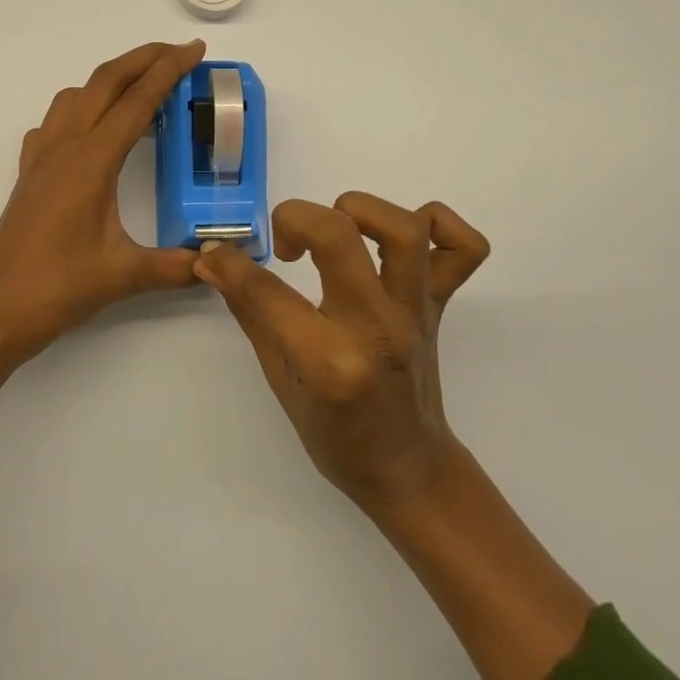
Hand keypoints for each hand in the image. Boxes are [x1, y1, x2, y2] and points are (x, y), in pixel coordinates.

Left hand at [0, 40, 206, 360]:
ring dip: (110, 80)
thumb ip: (176, 266)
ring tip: (141, 88)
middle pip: (105, 82)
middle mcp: (64, 147)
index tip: (195, 50)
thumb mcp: (124, 275)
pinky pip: (54, 123)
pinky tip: (92, 132)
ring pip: (75, 96)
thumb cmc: (57, 288)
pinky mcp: (29, 174)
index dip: (169, 71)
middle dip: (143, 59)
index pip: (137, 102)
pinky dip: (80, 109)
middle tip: (178, 52)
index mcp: (91, 161)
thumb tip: (216, 262)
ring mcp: (41, 158)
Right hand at [195, 193, 490, 513]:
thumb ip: (252, 312)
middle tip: (284, 245)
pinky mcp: (441, 305)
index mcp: (330, 361)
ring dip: (360, 211)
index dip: (229, 264)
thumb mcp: (280, 380)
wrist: (407, 468)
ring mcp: (416, 312)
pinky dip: (438, 223)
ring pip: (404, 229)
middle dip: (295, 218)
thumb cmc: (336, 436)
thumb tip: (217, 262)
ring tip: (336, 230)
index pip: (269, 291)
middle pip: (338, 236)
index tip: (216, 254)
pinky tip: (402, 235)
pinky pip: (464, 248)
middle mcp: (377, 327)